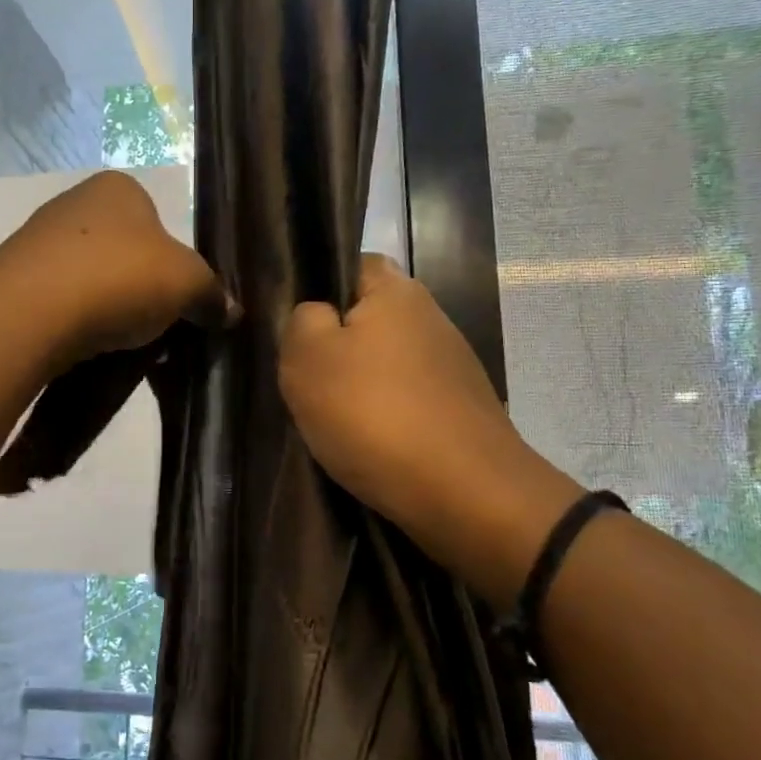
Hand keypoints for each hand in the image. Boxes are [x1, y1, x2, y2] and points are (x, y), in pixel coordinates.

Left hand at [0, 170, 234, 366]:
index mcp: (119, 188)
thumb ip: (212, 295)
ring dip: (110, 310)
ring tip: (123, 345)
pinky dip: (78, 323)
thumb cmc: (120, 278)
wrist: (32, 311)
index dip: (175, 265)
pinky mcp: (16, 280)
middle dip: (143, 291)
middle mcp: (75, 203)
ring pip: (93, 280)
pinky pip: (62, 303)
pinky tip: (87, 347)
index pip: (159, 222)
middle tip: (157, 328)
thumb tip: (231, 312)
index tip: (179, 301)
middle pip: (126, 253)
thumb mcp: (187, 284)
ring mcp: (39, 240)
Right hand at [280, 256, 579, 598]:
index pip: (352, 265)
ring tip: (333, 421)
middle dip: (337, 347)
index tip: (296, 330)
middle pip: (368, 320)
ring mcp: (453, 366)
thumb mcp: (306, 358)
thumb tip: (316, 316)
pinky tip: (370, 445)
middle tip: (307, 381)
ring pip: (387, 364)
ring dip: (361, 387)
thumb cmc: (374, 414)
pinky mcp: (462, 410)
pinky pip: (408, 401)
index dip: (318, 290)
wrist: (464, 494)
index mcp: (397, 291)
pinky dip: (387, 418)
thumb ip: (300, 320)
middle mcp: (433, 318)